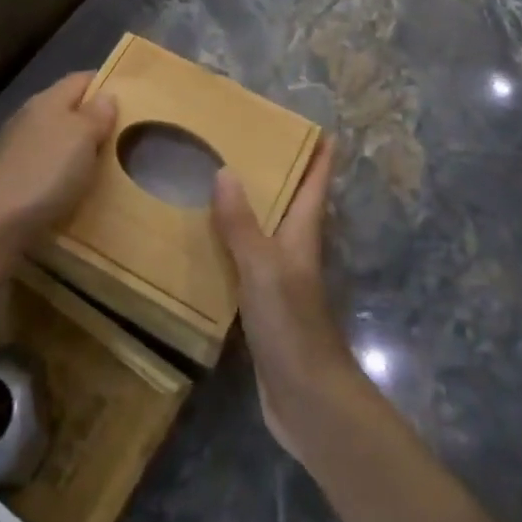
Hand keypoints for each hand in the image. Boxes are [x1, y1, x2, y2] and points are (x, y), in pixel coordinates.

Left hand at [0, 73, 116, 248]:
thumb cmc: (45, 172)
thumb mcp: (82, 137)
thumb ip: (96, 114)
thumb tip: (106, 95)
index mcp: (47, 101)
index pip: (79, 79)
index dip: (105, 83)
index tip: (131, 97)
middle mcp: (28, 119)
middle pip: (66, 110)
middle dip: (92, 121)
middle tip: (125, 136)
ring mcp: (15, 151)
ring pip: (54, 141)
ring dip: (76, 151)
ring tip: (105, 166)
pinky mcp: (9, 182)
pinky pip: (44, 169)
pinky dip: (61, 176)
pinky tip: (74, 191)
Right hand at [212, 139, 370, 462]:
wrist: (306, 398)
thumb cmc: (291, 324)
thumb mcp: (262, 267)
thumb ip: (242, 223)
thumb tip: (225, 171)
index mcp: (303, 233)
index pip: (317, 182)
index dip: (320, 152)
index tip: (313, 122)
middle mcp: (294, 249)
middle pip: (291, 200)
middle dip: (277, 170)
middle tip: (244, 138)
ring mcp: (280, 277)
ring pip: (265, 228)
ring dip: (248, 205)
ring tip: (214, 176)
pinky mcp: (262, 303)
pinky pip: (243, 259)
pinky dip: (227, 242)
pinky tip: (201, 238)